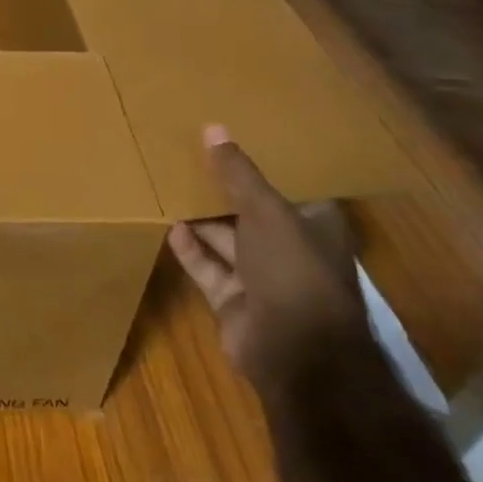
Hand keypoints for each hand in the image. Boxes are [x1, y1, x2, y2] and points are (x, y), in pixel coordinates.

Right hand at [168, 124, 373, 393]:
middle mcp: (290, 250)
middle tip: (187, 156)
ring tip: (168, 184)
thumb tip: (213, 128)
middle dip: (223, 190)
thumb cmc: (294, 271)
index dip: (265, 165)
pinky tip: (168, 225)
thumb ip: (238, 173)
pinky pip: (207, 266)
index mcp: (314, 226)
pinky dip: (190, 248)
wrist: (294, 353)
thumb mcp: (266, 212)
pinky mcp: (233, 300)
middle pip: (251, 212)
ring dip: (200, 217)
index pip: (290, 188)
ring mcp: (261, 278)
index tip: (233, 137)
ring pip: (226, 239)